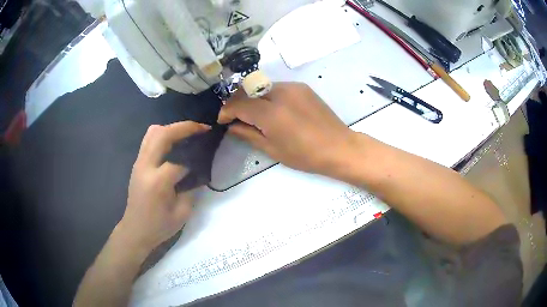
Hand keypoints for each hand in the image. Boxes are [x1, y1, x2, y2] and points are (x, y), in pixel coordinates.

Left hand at [117, 122, 210, 252]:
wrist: (135, 230)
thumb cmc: (159, 226)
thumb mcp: (182, 213)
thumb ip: (191, 190)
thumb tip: (197, 172)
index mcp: (158, 181)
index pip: (180, 162)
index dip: (194, 163)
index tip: (204, 165)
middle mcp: (146, 166)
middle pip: (163, 134)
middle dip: (185, 127)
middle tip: (202, 128)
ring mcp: (139, 163)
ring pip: (153, 132)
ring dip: (172, 128)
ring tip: (188, 133)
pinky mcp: (137, 164)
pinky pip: (149, 140)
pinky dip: (163, 135)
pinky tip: (174, 143)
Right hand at [218, 82, 354, 174]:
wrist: (339, 147)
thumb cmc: (305, 155)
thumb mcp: (272, 149)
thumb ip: (248, 134)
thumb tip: (232, 126)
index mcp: (271, 113)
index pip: (238, 103)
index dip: (226, 110)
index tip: (222, 119)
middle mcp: (280, 93)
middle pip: (247, 90)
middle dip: (236, 101)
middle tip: (234, 116)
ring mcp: (293, 87)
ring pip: (262, 87)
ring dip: (252, 98)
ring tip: (254, 114)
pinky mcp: (302, 87)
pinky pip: (277, 88)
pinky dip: (267, 96)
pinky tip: (273, 110)